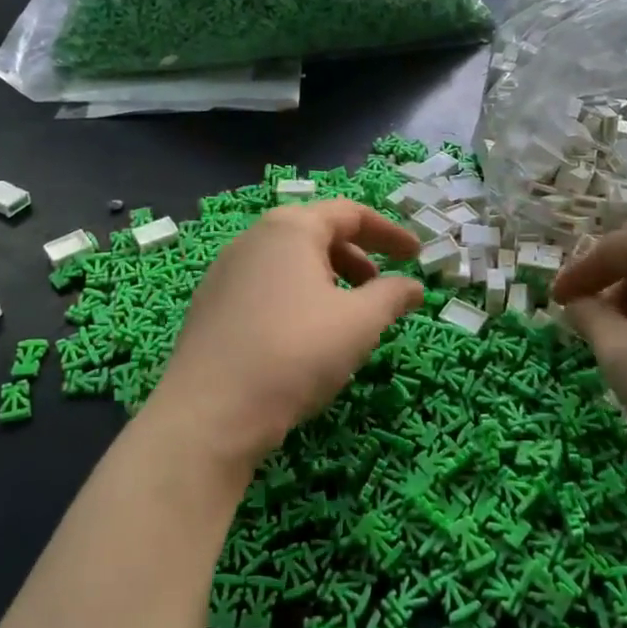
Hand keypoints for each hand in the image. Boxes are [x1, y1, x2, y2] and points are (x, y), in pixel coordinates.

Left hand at [151, 201, 423, 471]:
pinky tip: (304, 338)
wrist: (210, 414)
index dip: (389, 233)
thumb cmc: (295, 352)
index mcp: (290, 228)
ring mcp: (226, 272)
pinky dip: (297, 299)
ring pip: (290, 263)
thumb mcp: (359, 323)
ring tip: (346, 318)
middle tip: (381, 290)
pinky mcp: (210, 306)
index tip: (416, 256)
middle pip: (317, 234)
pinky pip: (266, 288)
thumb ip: (391, 296)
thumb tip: (412, 286)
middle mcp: (254, 239)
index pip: (350, 213)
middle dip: (358, 258)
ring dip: (328, 280)